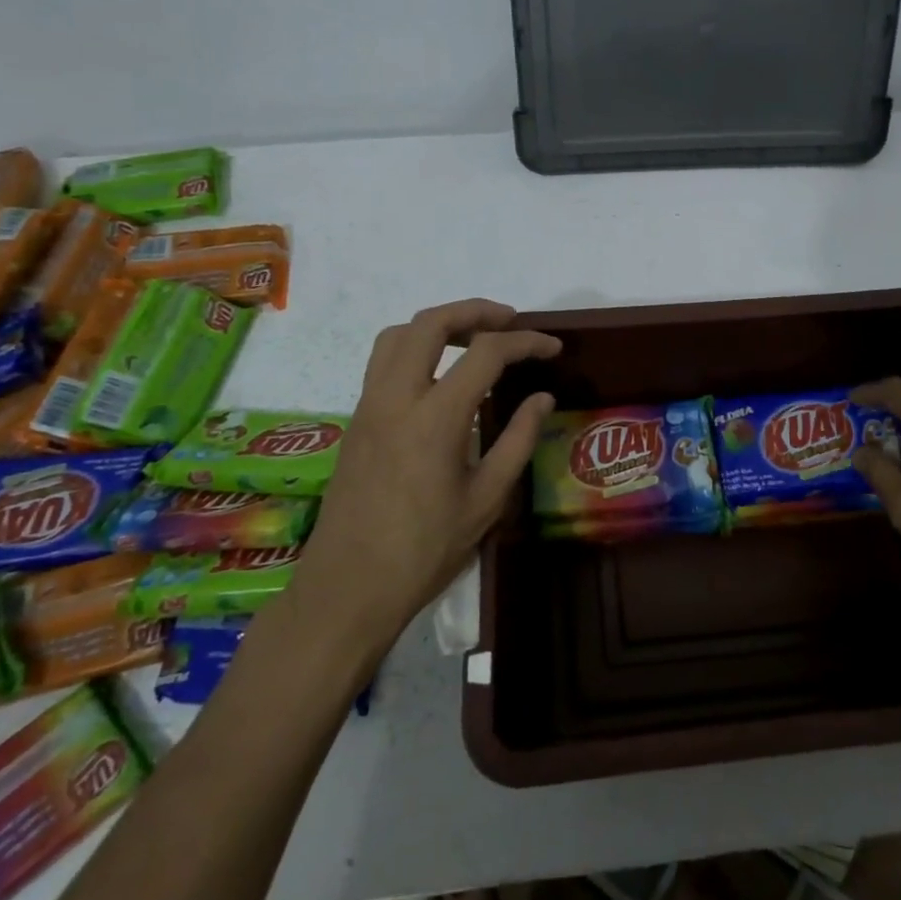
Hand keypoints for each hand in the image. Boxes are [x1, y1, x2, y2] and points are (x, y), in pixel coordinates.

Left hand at [300, 299, 559, 644]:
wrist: (348, 588)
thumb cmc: (424, 551)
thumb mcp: (486, 500)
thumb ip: (517, 441)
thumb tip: (542, 399)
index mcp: (434, 418)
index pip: (486, 353)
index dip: (525, 343)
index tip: (552, 348)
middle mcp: (395, 398)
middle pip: (430, 324)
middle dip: (475, 311)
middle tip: (510, 321)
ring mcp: (368, 406)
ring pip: (397, 335)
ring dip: (438, 325)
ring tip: (472, 339)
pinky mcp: (356, 421)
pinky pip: (382, 362)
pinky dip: (415, 348)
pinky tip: (440, 375)